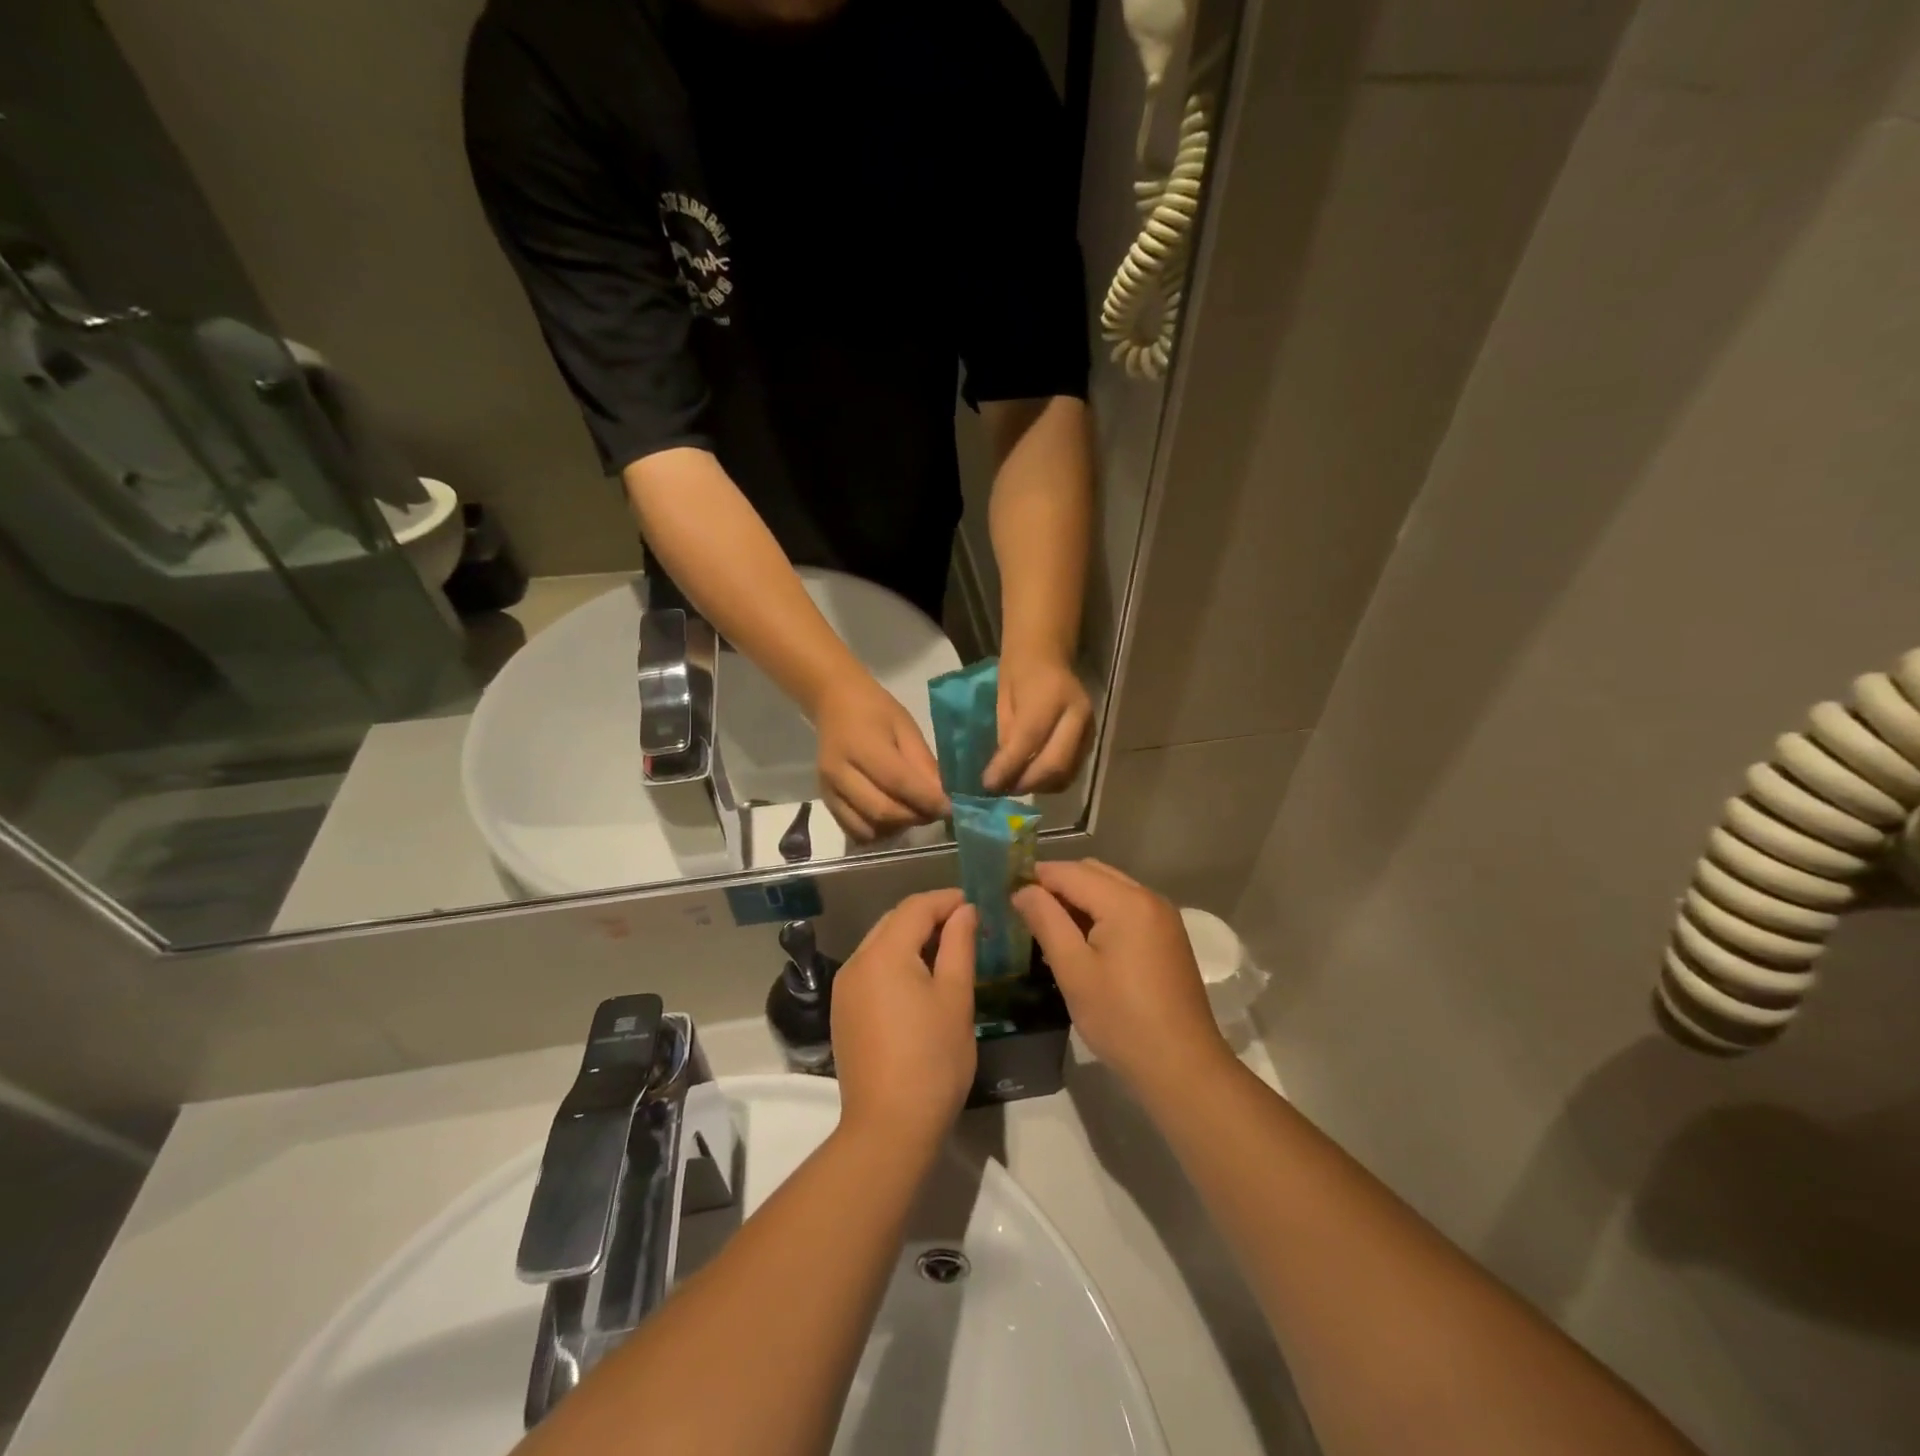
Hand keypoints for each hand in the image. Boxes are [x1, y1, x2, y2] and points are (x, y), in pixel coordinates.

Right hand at [813, 670, 948, 839]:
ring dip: (897, 828)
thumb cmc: (875, 710)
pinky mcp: (826, 801)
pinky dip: (878, 832)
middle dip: (915, 817)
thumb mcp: (905, 727)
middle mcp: (840, 772)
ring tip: (914, 814)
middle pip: (882, 811)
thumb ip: (922, 763)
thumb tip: (943, 796)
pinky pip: (854, 830)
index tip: (951, 808)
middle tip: (936, 813)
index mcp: (861, 746)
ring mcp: (829, 790)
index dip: (928, 800)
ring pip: (867, 827)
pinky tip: (892, 819)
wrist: (834, 702)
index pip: (899, 783)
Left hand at [831, 889, 978, 1146]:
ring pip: (879, 944)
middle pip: (893, 921)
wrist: (888, 1127)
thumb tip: (965, 910)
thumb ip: (959, 945)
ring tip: (947, 951)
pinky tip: (919, 980)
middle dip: (929, 916)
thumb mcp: (956, 997)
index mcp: (883, 953)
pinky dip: (896, 962)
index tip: (976, 905)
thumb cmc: (933, 1059)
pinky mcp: (843, 1011)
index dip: (947, 900)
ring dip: (911, 938)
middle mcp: (856, 962)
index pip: (916, 907)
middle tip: (965, 926)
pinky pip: (871, 969)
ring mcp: (844, 988)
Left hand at [984, 651, 1092, 794]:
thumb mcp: (1003, 701)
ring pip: (1067, 772)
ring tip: (1016, 786)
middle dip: (1026, 782)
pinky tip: (1033, 778)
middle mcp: (1076, 713)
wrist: (1047, 654)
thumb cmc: (1017, 674)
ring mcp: (1089, 728)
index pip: (1029, 740)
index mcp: (1050, 696)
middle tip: (1004, 789)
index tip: (988, 784)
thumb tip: (1001, 774)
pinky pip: (1072, 770)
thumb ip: (1007, 736)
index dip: (1007, 767)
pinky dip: (1051, 781)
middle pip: (1055, 763)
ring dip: (1039, 786)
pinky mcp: (1092, 739)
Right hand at [1014, 860, 1231, 1100]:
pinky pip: (1126, 908)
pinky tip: (1083, 943)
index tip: (1007, 895)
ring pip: (1110, 889)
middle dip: (1057, 886)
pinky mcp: (1168, 936)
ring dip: (1079, 899)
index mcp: (1126, 901)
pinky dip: (1101, 913)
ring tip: (1050, 930)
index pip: (1070, 872)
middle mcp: (1148, 897)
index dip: (1036, 878)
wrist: (1182, 1067)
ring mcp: (1163, 917)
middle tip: (1026, 914)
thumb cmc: (1121, 1019)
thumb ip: (1046, 921)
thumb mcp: (1073, 971)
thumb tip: (1023, 890)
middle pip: (1092, 873)